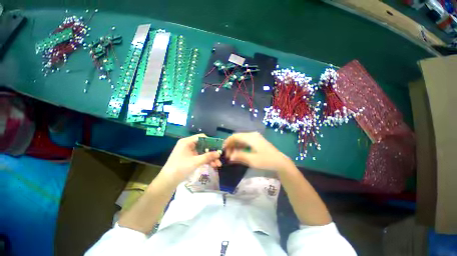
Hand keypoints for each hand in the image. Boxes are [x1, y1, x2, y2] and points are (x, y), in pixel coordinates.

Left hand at [161, 134, 221, 184]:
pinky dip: (205, 161)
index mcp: (187, 142)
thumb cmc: (180, 168)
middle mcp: (188, 145)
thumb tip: (219, 153)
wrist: (167, 182)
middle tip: (219, 157)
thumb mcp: (195, 162)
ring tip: (218, 164)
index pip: (201, 137)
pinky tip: (212, 165)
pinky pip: (199, 157)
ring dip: (210, 158)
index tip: (218, 147)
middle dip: (211, 152)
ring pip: (202, 152)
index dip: (210, 141)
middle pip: (203, 145)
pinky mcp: (189, 158)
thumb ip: (208, 156)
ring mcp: (188, 152)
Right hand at [223, 132, 293, 172]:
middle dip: (231, 145)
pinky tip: (238, 153)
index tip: (223, 150)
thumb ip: (239, 156)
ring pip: (241, 139)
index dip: (227, 142)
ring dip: (235, 146)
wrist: (280, 162)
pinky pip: (245, 142)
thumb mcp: (252, 160)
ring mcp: (255, 137)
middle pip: (237, 137)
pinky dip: (240, 147)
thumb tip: (229, 156)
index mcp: (250, 137)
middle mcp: (252, 135)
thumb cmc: (266, 161)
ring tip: (232, 155)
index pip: (235, 136)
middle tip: (228, 155)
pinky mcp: (257, 141)